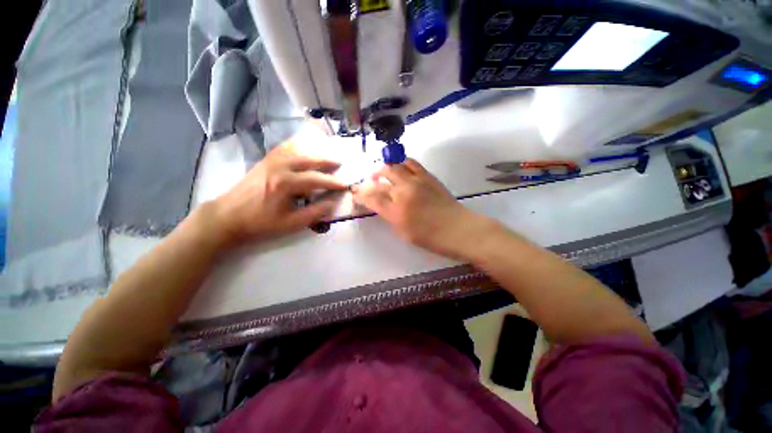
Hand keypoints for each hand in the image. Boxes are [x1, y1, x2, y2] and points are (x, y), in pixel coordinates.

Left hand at [213, 146, 345, 246]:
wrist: (227, 216)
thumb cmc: (261, 223)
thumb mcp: (291, 223)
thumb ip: (315, 212)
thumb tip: (332, 203)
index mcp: (286, 183)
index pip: (317, 179)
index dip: (333, 182)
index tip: (346, 184)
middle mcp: (280, 167)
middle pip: (309, 160)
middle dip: (327, 161)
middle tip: (340, 163)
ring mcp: (270, 161)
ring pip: (297, 151)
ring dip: (314, 153)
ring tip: (326, 155)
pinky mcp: (264, 161)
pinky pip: (284, 148)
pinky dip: (297, 146)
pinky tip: (304, 147)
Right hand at [352, 159, 491, 259]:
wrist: (458, 229)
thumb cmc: (430, 238)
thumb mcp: (403, 232)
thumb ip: (390, 216)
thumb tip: (381, 204)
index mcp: (395, 211)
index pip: (371, 197)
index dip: (361, 194)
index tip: (356, 193)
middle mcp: (403, 192)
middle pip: (381, 178)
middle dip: (371, 179)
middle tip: (370, 182)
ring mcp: (416, 181)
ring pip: (394, 166)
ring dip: (384, 168)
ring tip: (383, 173)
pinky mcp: (427, 176)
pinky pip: (411, 163)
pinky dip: (401, 163)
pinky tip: (400, 167)